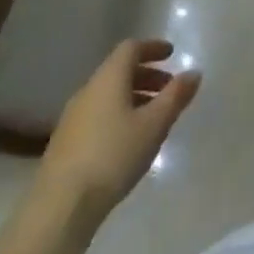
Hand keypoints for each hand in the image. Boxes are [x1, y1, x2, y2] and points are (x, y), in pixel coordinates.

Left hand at [39, 39, 200, 223]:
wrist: (60, 206)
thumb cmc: (114, 156)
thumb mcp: (154, 125)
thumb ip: (176, 96)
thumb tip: (194, 72)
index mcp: (108, 78)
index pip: (130, 48)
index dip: (152, 47)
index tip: (171, 54)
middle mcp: (88, 90)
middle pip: (119, 70)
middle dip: (147, 75)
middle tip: (169, 89)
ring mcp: (73, 117)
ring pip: (108, 94)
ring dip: (133, 96)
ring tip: (153, 117)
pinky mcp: (65, 142)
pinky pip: (98, 114)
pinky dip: (118, 114)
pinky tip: (128, 139)